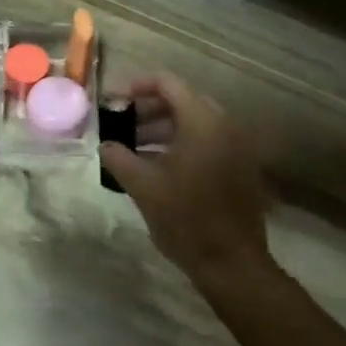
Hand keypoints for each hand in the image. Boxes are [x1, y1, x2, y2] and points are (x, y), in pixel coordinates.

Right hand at [98, 74, 271, 288]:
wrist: (231, 262)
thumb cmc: (185, 219)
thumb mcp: (143, 186)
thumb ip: (119, 157)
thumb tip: (105, 144)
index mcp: (202, 122)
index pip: (167, 84)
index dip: (136, 87)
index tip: (113, 102)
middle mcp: (224, 125)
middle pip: (182, 101)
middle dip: (148, 110)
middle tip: (120, 126)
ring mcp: (236, 146)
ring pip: (194, 123)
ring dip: (162, 129)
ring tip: (132, 148)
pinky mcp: (240, 166)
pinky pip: (207, 141)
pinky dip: (181, 144)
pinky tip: (156, 166)